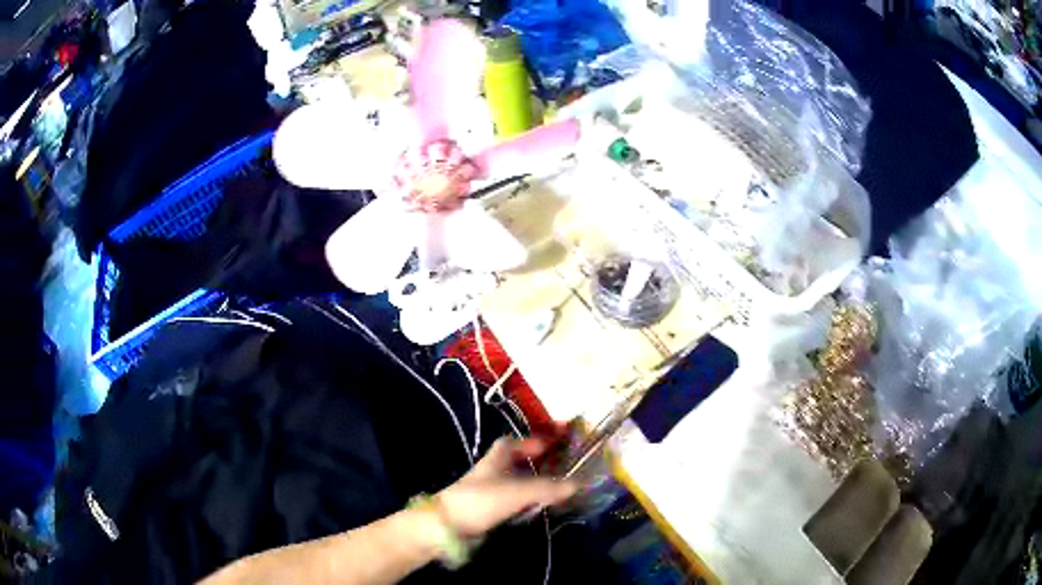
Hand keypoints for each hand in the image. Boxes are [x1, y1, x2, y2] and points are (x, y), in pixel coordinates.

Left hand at [434, 437, 577, 537]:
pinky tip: (547, 505)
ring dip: (541, 482)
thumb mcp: (517, 491)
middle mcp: (496, 469)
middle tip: (570, 466)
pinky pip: (519, 499)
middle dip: (545, 462)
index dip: (540, 438)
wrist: (448, 526)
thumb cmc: (481, 500)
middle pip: (523, 460)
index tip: (562, 440)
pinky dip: (534, 499)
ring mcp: (493, 490)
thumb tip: (579, 484)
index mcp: (499, 456)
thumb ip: (548, 487)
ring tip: (565, 486)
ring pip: (522, 481)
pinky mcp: (493, 508)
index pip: (521, 440)